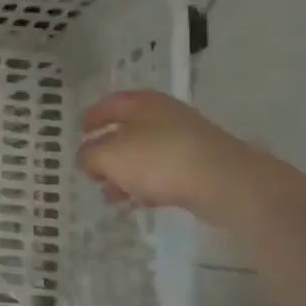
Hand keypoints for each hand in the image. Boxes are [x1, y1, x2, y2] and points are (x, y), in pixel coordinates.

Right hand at [76, 91, 259, 214]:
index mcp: (142, 103)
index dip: (92, 117)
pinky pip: (166, 173)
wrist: (226, 183)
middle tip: (92, 169)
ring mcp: (187, 140)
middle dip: (108, 151)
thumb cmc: (159, 160)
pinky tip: (138, 202)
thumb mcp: (109, 157)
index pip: (109, 104)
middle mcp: (165, 116)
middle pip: (128, 130)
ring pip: (146, 154)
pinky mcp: (201, 166)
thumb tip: (87, 158)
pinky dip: (148, 185)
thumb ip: (89, 155)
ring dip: (126, 172)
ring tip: (111, 195)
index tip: (79, 132)